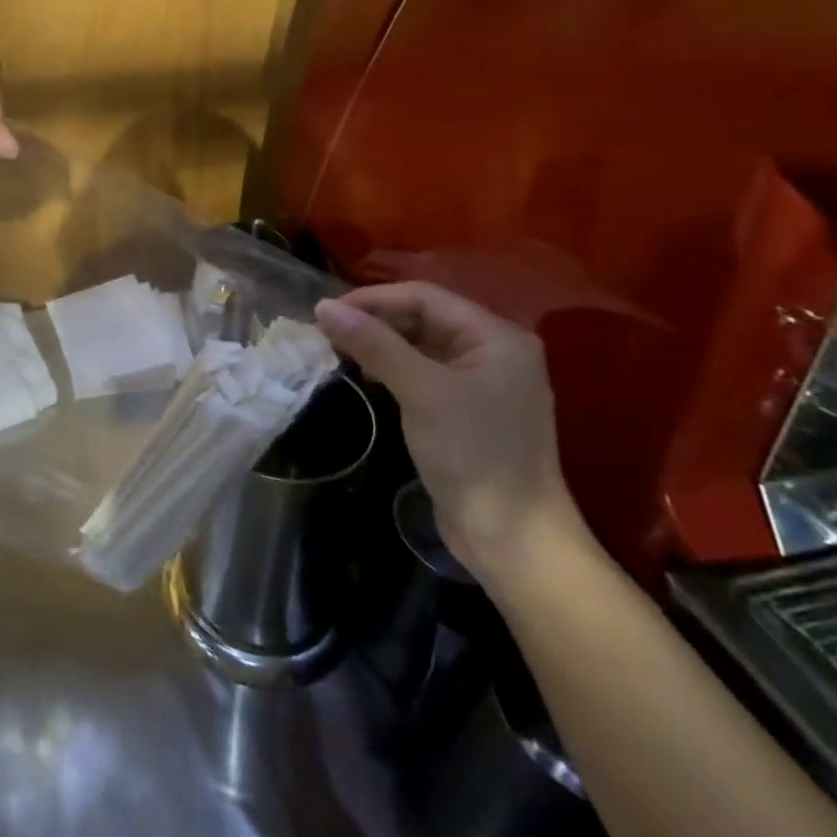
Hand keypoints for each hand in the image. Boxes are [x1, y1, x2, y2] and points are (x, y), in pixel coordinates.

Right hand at [314, 282, 581, 579]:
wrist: (513, 540)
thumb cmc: (473, 454)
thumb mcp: (421, 391)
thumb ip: (374, 344)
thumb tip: (323, 307)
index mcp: (496, 337)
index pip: (425, 297)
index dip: (373, 299)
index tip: (327, 312)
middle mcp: (494, 352)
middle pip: (424, 318)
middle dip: (375, 320)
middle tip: (326, 331)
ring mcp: (483, 383)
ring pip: (422, 346)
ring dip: (381, 344)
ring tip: (338, 349)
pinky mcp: (468, 411)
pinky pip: (425, 373)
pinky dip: (393, 368)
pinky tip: (366, 376)